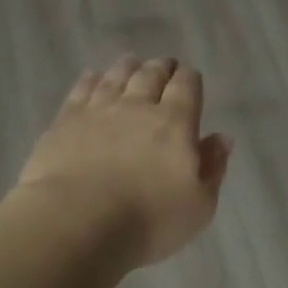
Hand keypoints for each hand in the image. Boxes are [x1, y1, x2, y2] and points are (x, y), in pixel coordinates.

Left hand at [16, 56, 231, 267]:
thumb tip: (222, 138)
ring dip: (128, 67)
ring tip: (132, 64)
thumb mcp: (199, 205)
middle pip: (151, 74)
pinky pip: (82, 89)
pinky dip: (92, 79)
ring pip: (116, 76)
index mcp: (175, 122)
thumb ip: (213, 168)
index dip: (190, 79)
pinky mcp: (65, 121)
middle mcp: (137, 106)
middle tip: (163, 66)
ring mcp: (98, 110)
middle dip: (161, 68)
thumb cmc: (148, 220)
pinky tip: (93, 78)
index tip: (190, 78)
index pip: (186, 86)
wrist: (77, 222)